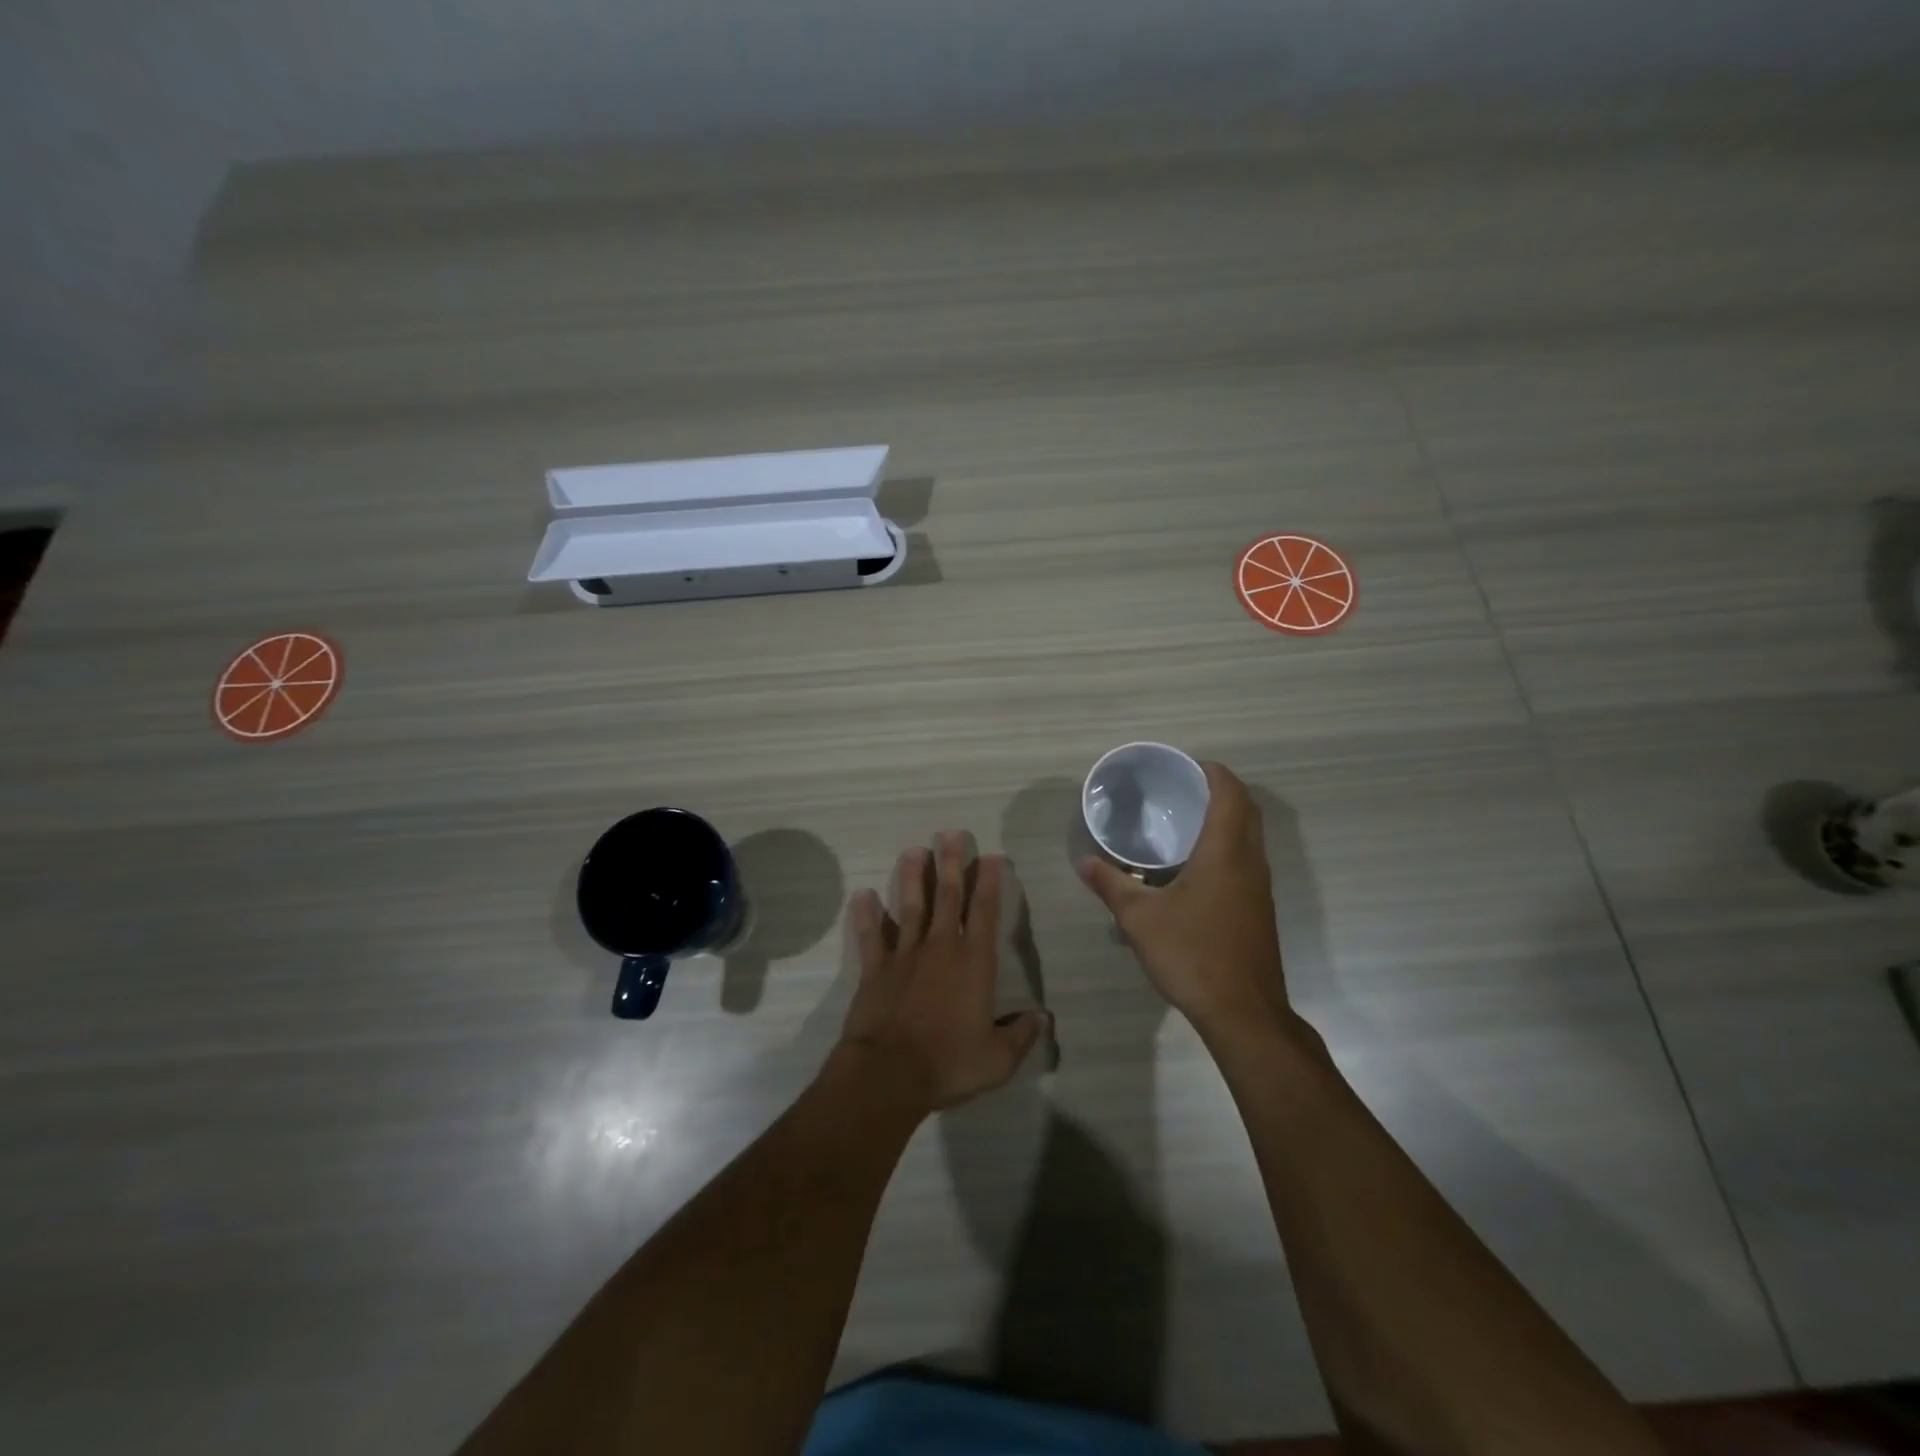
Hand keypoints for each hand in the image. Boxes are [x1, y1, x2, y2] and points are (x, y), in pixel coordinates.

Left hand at [837, 833, 1051, 1114]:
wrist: (889, 1074)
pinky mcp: (875, 969)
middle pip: (948, 896)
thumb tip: (1043, 1019)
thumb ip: (1021, 1036)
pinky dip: (866, 915)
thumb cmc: (948, 1064)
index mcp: (974, 963)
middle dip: (951, 862)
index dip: (989, 881)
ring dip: (913, 877)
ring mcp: (904, 955)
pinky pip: (871, 936)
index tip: (991, 855)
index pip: (984, 912)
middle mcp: (940, 948)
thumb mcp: (997, 1060)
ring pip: (910, 906)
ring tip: (913, 850)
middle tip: (951, 833)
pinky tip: (862, 894)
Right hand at [1077, 762, 1289, 1032]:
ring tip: (1184, 821)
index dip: (1212, 772)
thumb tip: (1084, 862)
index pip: (1230, 792)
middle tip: (1181, 790)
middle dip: (1219, 790)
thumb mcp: (1140, 919)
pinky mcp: (1259, 909)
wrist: (1243, 1012)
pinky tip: (1194, 867)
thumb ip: (1111, 884)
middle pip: (1246, 809)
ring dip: (1227, 818)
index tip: (1185, 767)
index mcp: (1226, 851)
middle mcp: (1250, 861)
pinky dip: (1228, 846)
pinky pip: (1247, 860)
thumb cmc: (1192, 953)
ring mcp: (1260, 887)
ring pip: (1250, 835)